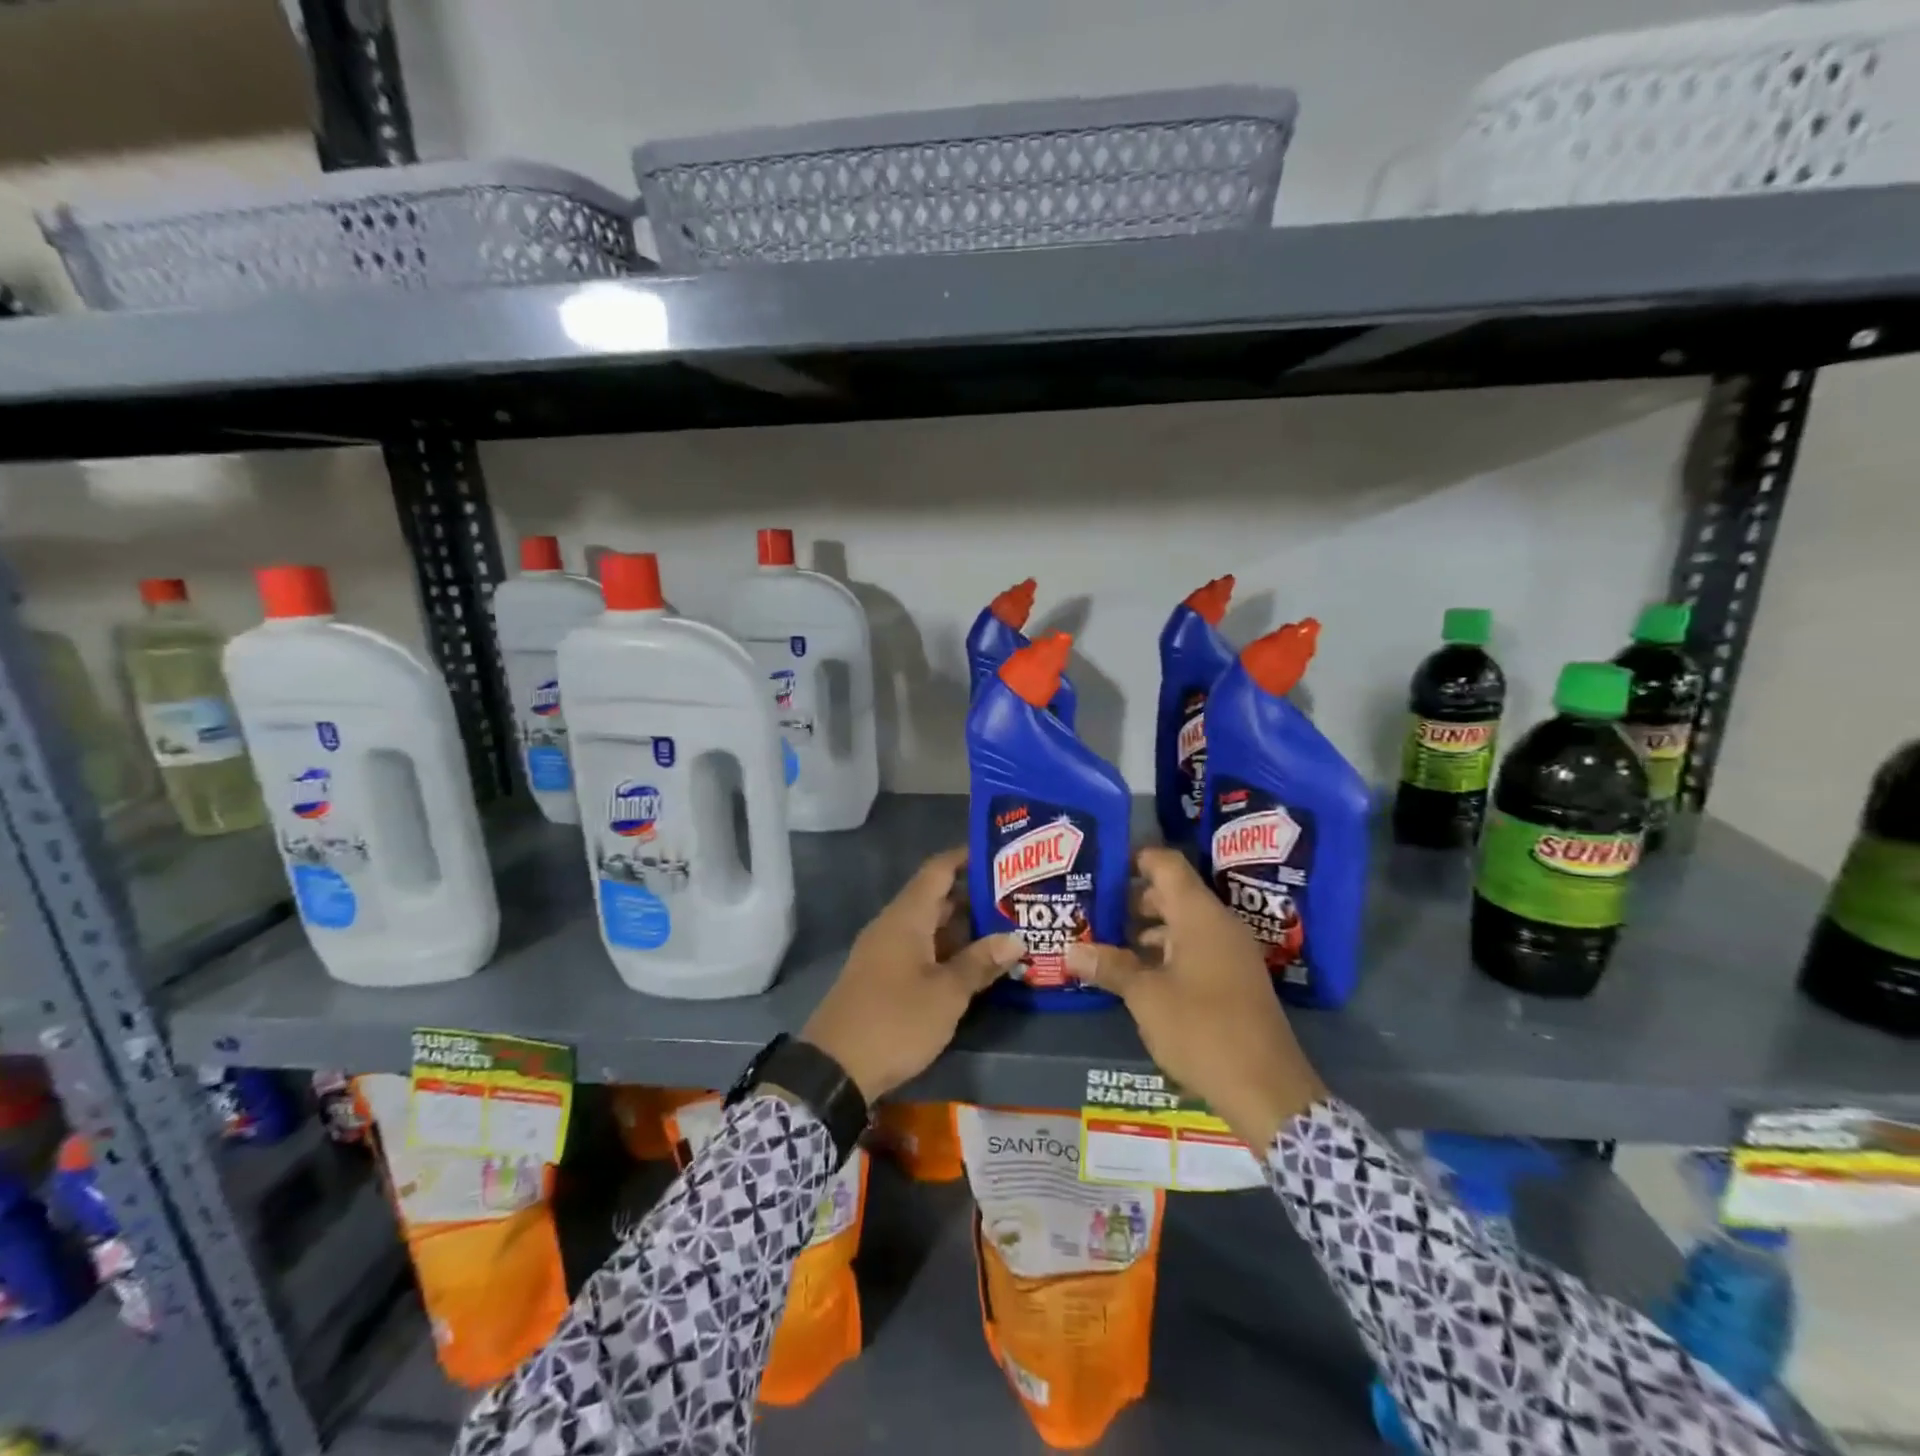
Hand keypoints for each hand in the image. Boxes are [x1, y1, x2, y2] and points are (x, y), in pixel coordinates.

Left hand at [801, 848, 1023, 1101]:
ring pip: (930, 927)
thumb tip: (1015, 938)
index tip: (1000, 854)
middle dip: (974, 896)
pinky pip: (920, 950)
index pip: (938, 870)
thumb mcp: (946, 994)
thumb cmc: (895, 1021)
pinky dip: (947, 950)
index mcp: (906, 917)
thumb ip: (980, 963)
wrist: (833, 1069)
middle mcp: (893, 926)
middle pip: (936, 898)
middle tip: (1016, 898)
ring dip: (963, 928)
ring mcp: (885, 952)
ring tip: (1006, 929)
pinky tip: (974, 965)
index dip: (966, 857)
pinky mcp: (883, 977)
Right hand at [1066, 848, 1324, 1149]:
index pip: (1167, 864)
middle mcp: (1219, 925)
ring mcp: (1230, 953)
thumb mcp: (1146, 997)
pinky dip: (1166, 952)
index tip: (1100, 866)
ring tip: (1106, 941)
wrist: (1267, 1090)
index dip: (1134, 859)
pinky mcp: (1234, 980)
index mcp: (1200, 915)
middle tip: (1093, 908)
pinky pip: (1195, 949)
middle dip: (1132, 898)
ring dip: (1146, 929)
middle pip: (1172, 893)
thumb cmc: (1202, 1029)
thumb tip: (1071, 950)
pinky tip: (1137, 974)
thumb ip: (1110, 967)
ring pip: (1183, 924)